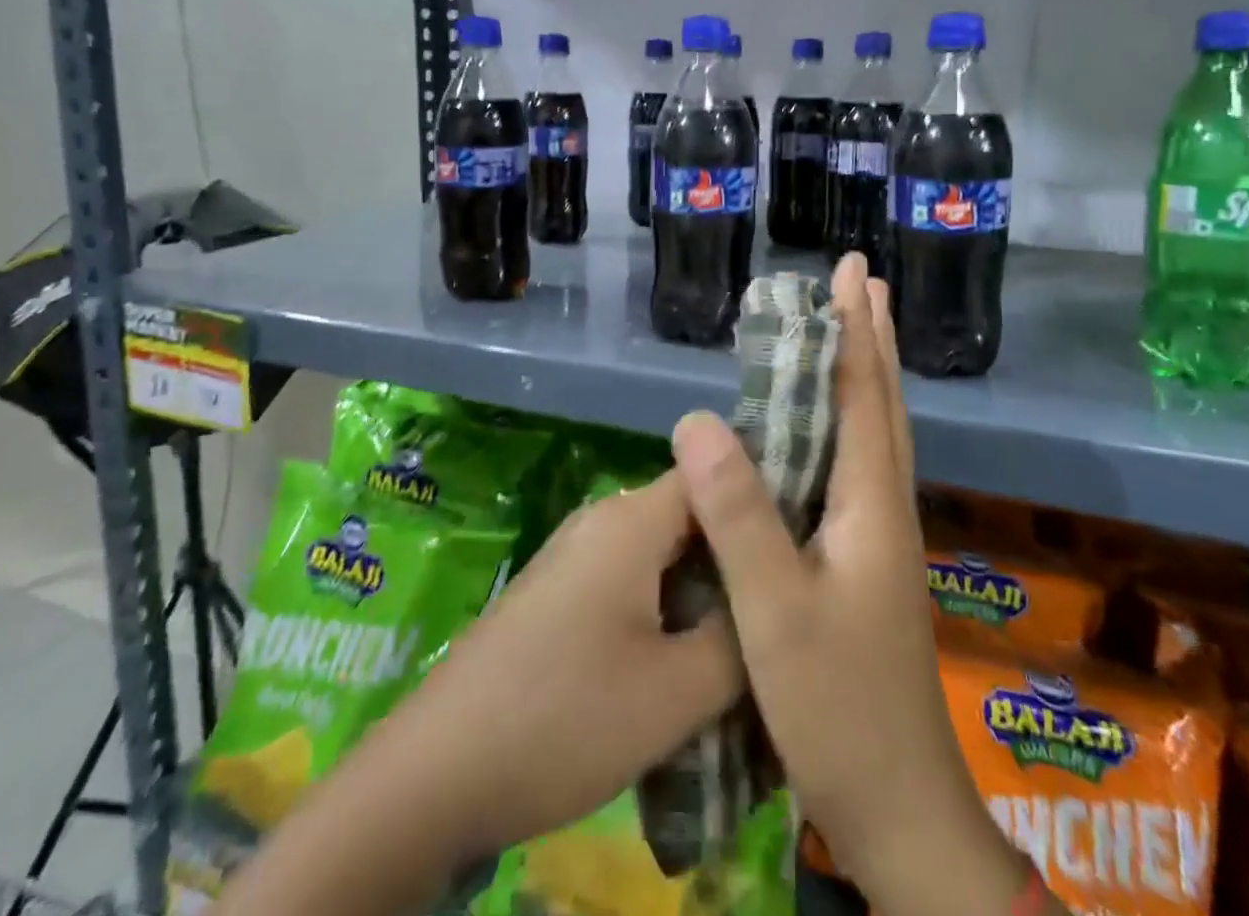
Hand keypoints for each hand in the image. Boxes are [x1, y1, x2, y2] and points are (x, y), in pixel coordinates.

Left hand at [215, 470, 742, 915]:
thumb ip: (743, 637)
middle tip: (789, 604)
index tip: (812, 543)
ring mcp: (577, 552)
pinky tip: (687, 658)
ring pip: (664, 552)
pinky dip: (668, 605)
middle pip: (693, 514)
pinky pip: (633, 578)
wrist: (436, 772)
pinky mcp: (560, 590)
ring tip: (749, 639)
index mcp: (634, 518)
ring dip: (705, 589)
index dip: (767, 503)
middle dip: (740, 555)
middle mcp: (605, 518)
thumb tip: (779, 599)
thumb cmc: (564, 718)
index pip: (718, 475)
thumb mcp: (677, 692)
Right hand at [671, 253, 1053, 915]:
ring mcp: (879, 537)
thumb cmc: (838, 708)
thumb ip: (739, 516)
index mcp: (871, 504)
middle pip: (883, 403)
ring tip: (852, 330)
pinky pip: (856, 466)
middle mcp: (884, 507)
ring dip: (865, 373)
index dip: (856, 329)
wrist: (901, 809)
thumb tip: (697, 419)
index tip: (852, 271)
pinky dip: (848, 421)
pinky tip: (826, 429)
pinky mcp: (865, 561)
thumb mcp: (774, 611)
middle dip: (872, 337)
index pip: (865, 394)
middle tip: (864, 282)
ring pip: (875, 433)